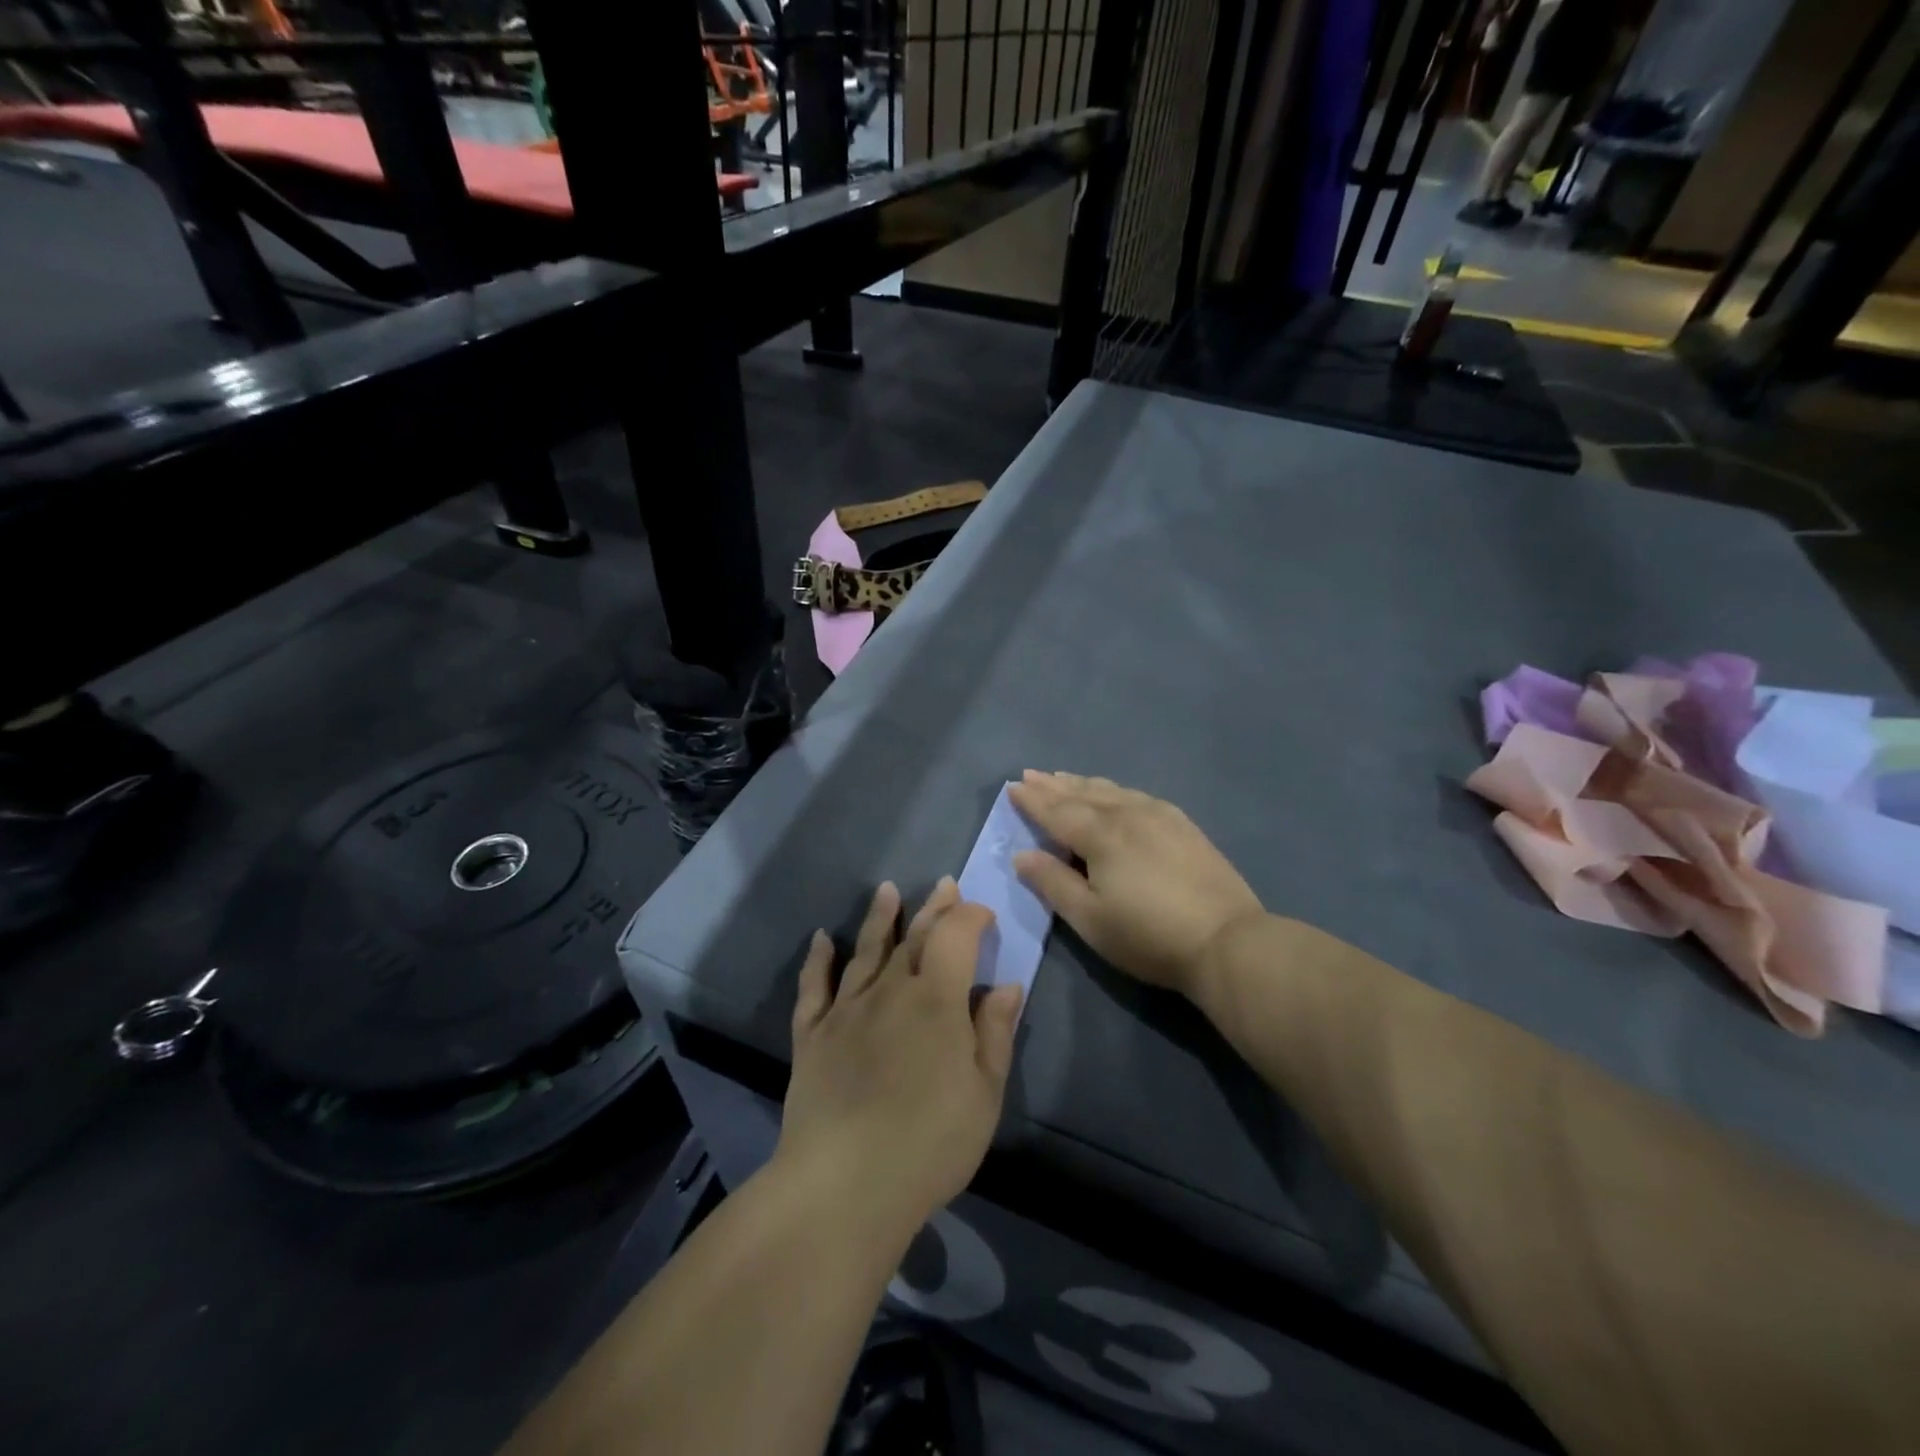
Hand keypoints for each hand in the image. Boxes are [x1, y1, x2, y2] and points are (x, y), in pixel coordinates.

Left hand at [777, 879, 1023, 1237]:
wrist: (845, 1185)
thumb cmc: (930, 1143)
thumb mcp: (983, 1094)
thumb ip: (995, 1033)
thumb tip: (1006, 984)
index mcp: (937, 1000)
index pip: (956, 936)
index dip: (971, 917)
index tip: (984, 914)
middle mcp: (890, 990)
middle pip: (914, 938)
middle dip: (933, 908)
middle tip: (944, 885)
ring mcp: (846, 1010)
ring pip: (866, 951)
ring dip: (880, 918)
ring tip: (887, 890)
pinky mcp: (811, 1035)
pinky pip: (814, 987)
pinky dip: (818, 959)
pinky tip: (823, 938)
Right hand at [1009, 770, 1264, 997]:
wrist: (1226, 941)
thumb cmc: (1148, 935)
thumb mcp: (1089, 919)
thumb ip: (1052, 883)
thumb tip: (1021, 855)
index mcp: (1100, 835)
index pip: (1056, 811)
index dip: (1032, 800)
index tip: (1012, 787)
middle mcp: (1127, 814)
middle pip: (1083, 794)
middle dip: (1054, 785)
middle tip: (1031, 774)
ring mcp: (1160, 815)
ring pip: (1112, 790)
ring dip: (1083, 784)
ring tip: (1065, 778)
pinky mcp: (1183, 825)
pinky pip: (1137, 795)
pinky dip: (1115, 790)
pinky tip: (1116, 794)